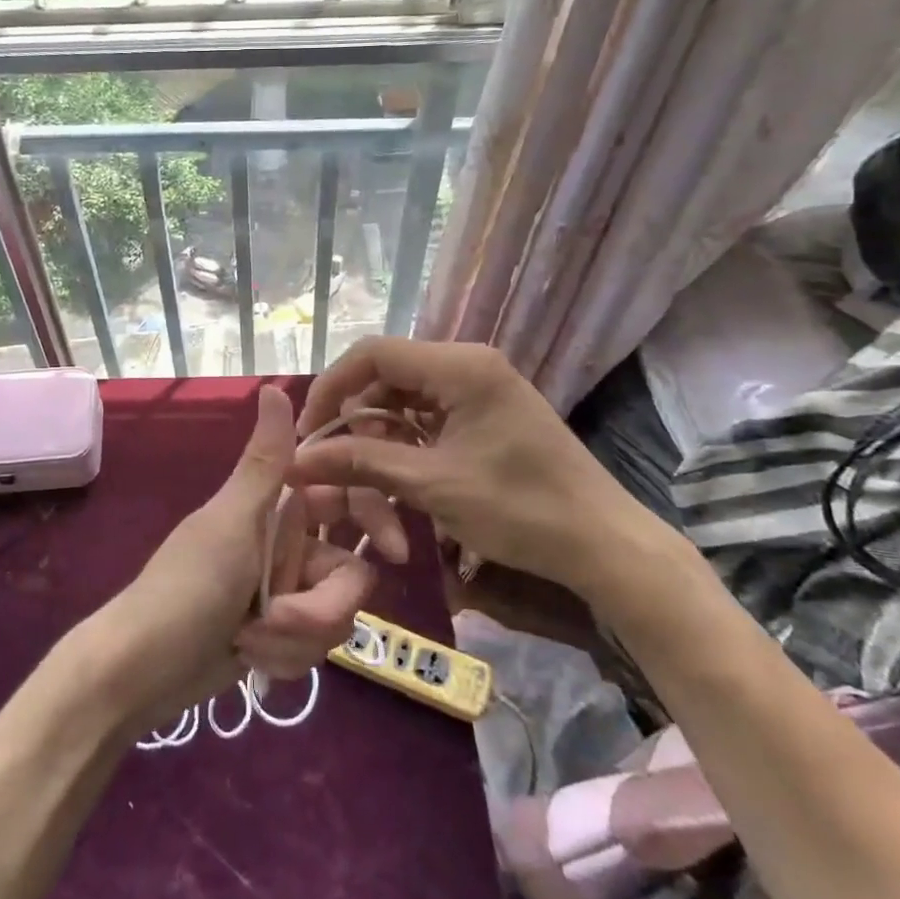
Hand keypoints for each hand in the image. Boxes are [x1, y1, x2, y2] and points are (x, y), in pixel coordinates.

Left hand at [91, 385, 405, 725]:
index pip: (346, 499)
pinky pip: (314, 648)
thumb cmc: (186, 587)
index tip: (397, 552)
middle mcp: (288, 546)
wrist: (142, 671)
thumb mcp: (231, 522)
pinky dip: (284, 658)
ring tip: (249, 642)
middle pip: (349, 573)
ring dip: (296, 637)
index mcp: (277, 508)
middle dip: (320, 607)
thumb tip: (275, 385)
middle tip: (277, 618)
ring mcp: (286, 593)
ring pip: (335, 616)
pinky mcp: (281, 636)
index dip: (377, 519)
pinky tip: (249, 660)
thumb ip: (265, 462)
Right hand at [287, 337, 679, 600]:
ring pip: (403, 403)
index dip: (332, 388)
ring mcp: (478, 390)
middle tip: (333, 467)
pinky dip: (405, 447)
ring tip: (368, 486)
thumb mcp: (432, 484)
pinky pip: (427, 420)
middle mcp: (467, 366)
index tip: (310, 432)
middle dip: (355, 423)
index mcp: (460, 366)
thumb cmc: (520, 508)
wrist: (602, 544)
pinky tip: (396, 480)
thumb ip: (361, 462)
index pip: (373, 354)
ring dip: (379, 441)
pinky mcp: (484, 415)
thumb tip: (297, 459)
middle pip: (386, 379)